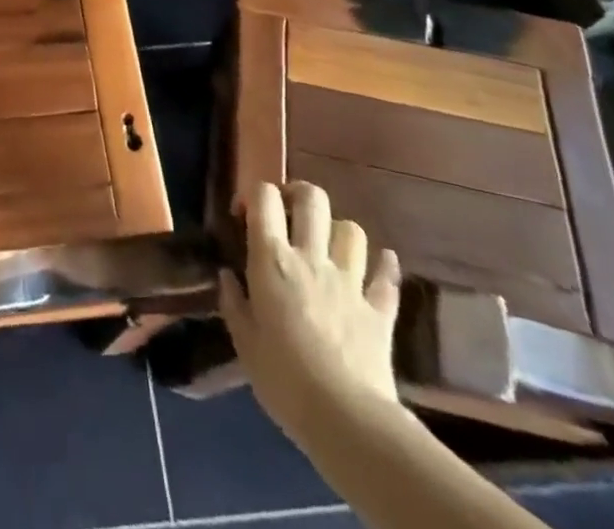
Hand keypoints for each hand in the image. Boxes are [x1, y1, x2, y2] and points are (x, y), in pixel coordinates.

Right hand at [220, 181, 403, 445]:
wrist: (346, 419)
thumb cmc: (283, 379)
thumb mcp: (244, 342)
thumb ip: (233, 302)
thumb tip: (227, 276)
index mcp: (272, 259)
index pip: (264, 197)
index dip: (255, 195)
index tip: (246, 216)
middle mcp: (311, 257)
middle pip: (312, 199)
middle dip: (299, 195)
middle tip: (289, 214)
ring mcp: (350, 281)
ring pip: (351, 230)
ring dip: (339, 231)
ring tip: (329, 246)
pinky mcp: (379, 310)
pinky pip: (387, 277)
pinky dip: (384, 267)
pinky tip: (382, 264)